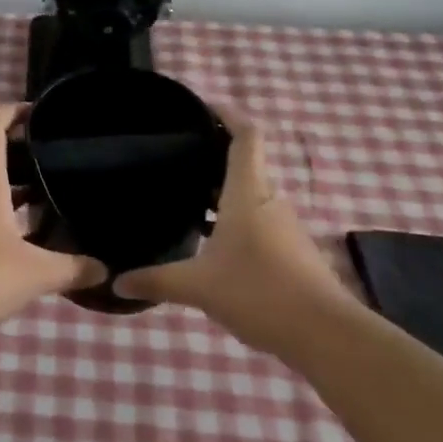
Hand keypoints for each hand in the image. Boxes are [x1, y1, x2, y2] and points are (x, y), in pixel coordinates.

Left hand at [0, 104, 106, 338]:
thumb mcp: (37, 273)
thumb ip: (74, 268)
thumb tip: (105, 270)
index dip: (14, 110)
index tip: (39, 113)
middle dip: (24, 153)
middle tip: (58, 161)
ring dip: (15, 186)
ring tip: (50, 198)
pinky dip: (4, 212)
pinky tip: (27, 237)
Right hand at [113, 106, 349, 350]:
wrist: (326, 335)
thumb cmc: (259, 292)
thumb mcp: (198, 287)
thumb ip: (156, 280)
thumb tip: (116, 283)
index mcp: (248, 193)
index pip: (246, 136)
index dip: (228, 114)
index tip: (204, 106)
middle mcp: (269, 200)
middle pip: (246, 163)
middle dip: (216, 155)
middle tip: (180, 158)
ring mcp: (285, 226)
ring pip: (252, 195)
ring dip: (225, 191)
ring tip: (189, 198)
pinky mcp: (293, 250)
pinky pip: (260, 220)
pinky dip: (236, 219)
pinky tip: (213, 242)